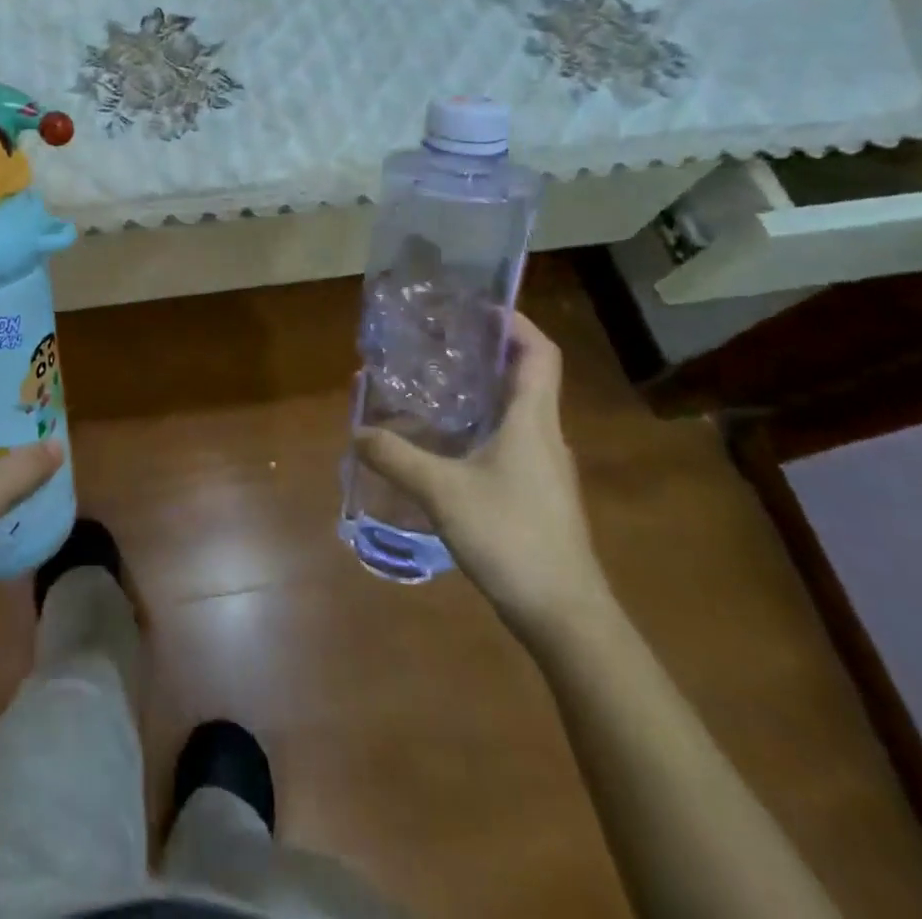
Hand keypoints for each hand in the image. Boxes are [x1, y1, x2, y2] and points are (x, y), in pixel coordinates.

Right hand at [355, 312, 610, 643]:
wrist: (565, 616)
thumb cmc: (512, 537)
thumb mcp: (443, 492)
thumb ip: (396, 458)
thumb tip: (356, 431)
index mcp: (532, 420)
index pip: (539, 353)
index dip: (514, 322)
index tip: (475, 306)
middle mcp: (544, 435)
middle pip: (524, 376)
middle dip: (485, 351)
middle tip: (438, 339)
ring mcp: (543, 466)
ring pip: (514, 410)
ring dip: (480, 389)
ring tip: (432, 382)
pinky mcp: (535, 492)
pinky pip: (507, 439)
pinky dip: (478, 425)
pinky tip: (443, 441)